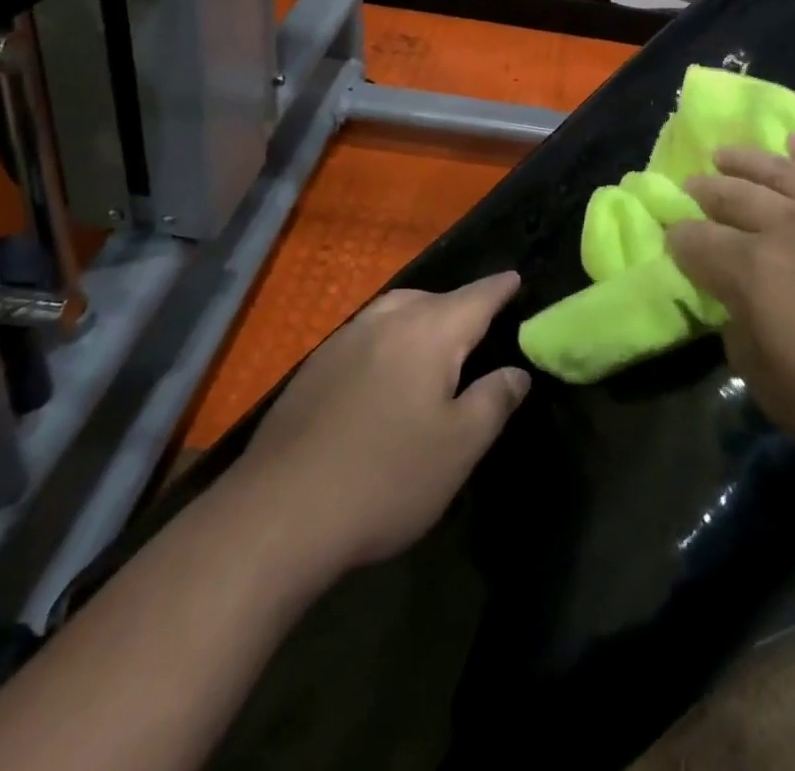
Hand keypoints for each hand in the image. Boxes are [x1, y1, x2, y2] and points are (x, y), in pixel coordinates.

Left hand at [239, 274, 530, 570]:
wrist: (278, 514)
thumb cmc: (385, 477)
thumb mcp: (459, 447)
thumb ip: (494, 400)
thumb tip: (516, 372)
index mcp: (428, 331)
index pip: (476, 297)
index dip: (500, 288)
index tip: (516, 278)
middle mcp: (385, 321)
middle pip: (432, 299)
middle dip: (459, 306)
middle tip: (479, 327)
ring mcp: (342, 341)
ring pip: (393, 312)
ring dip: (420, 319)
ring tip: (434, 347)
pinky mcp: (313, 369)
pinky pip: (365, 336)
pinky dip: (387, 341)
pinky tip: (384, 377)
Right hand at [666, 138, 794, 513]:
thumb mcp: (781, 398)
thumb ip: (746, 345)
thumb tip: (740, 312)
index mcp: (754, 274)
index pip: (699, 244)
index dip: (681, 241)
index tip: (674, 239)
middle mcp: (789, 227)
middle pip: (734, 197)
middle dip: (707, 192)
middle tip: (693, 187)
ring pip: (780, 170)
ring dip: (746, 160)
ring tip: (725, 153)